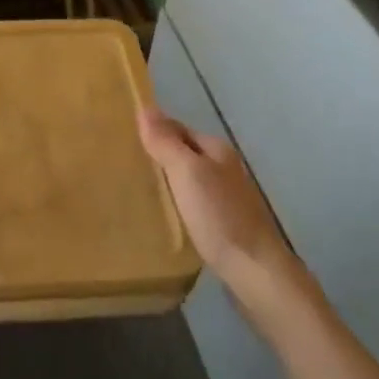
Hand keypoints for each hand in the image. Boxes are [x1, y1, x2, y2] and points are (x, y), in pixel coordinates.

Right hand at [138, 106, 304, 309]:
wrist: (255, 272)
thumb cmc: (218, 216)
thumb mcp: (186, 173)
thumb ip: (165, 141)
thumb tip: (145, 106)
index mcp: (217, 150)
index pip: (178, 128)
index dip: (154, 130)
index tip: (123, 139)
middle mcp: (225, 168)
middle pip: (186, 153)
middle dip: (160, 156)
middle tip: (125, 166)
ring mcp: (229, 198)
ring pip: (191, 179)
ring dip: (169, 181)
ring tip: (139, 191)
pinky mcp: (227, 224)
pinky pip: (196, 203)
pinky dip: (179, 203)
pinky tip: (165, 216)